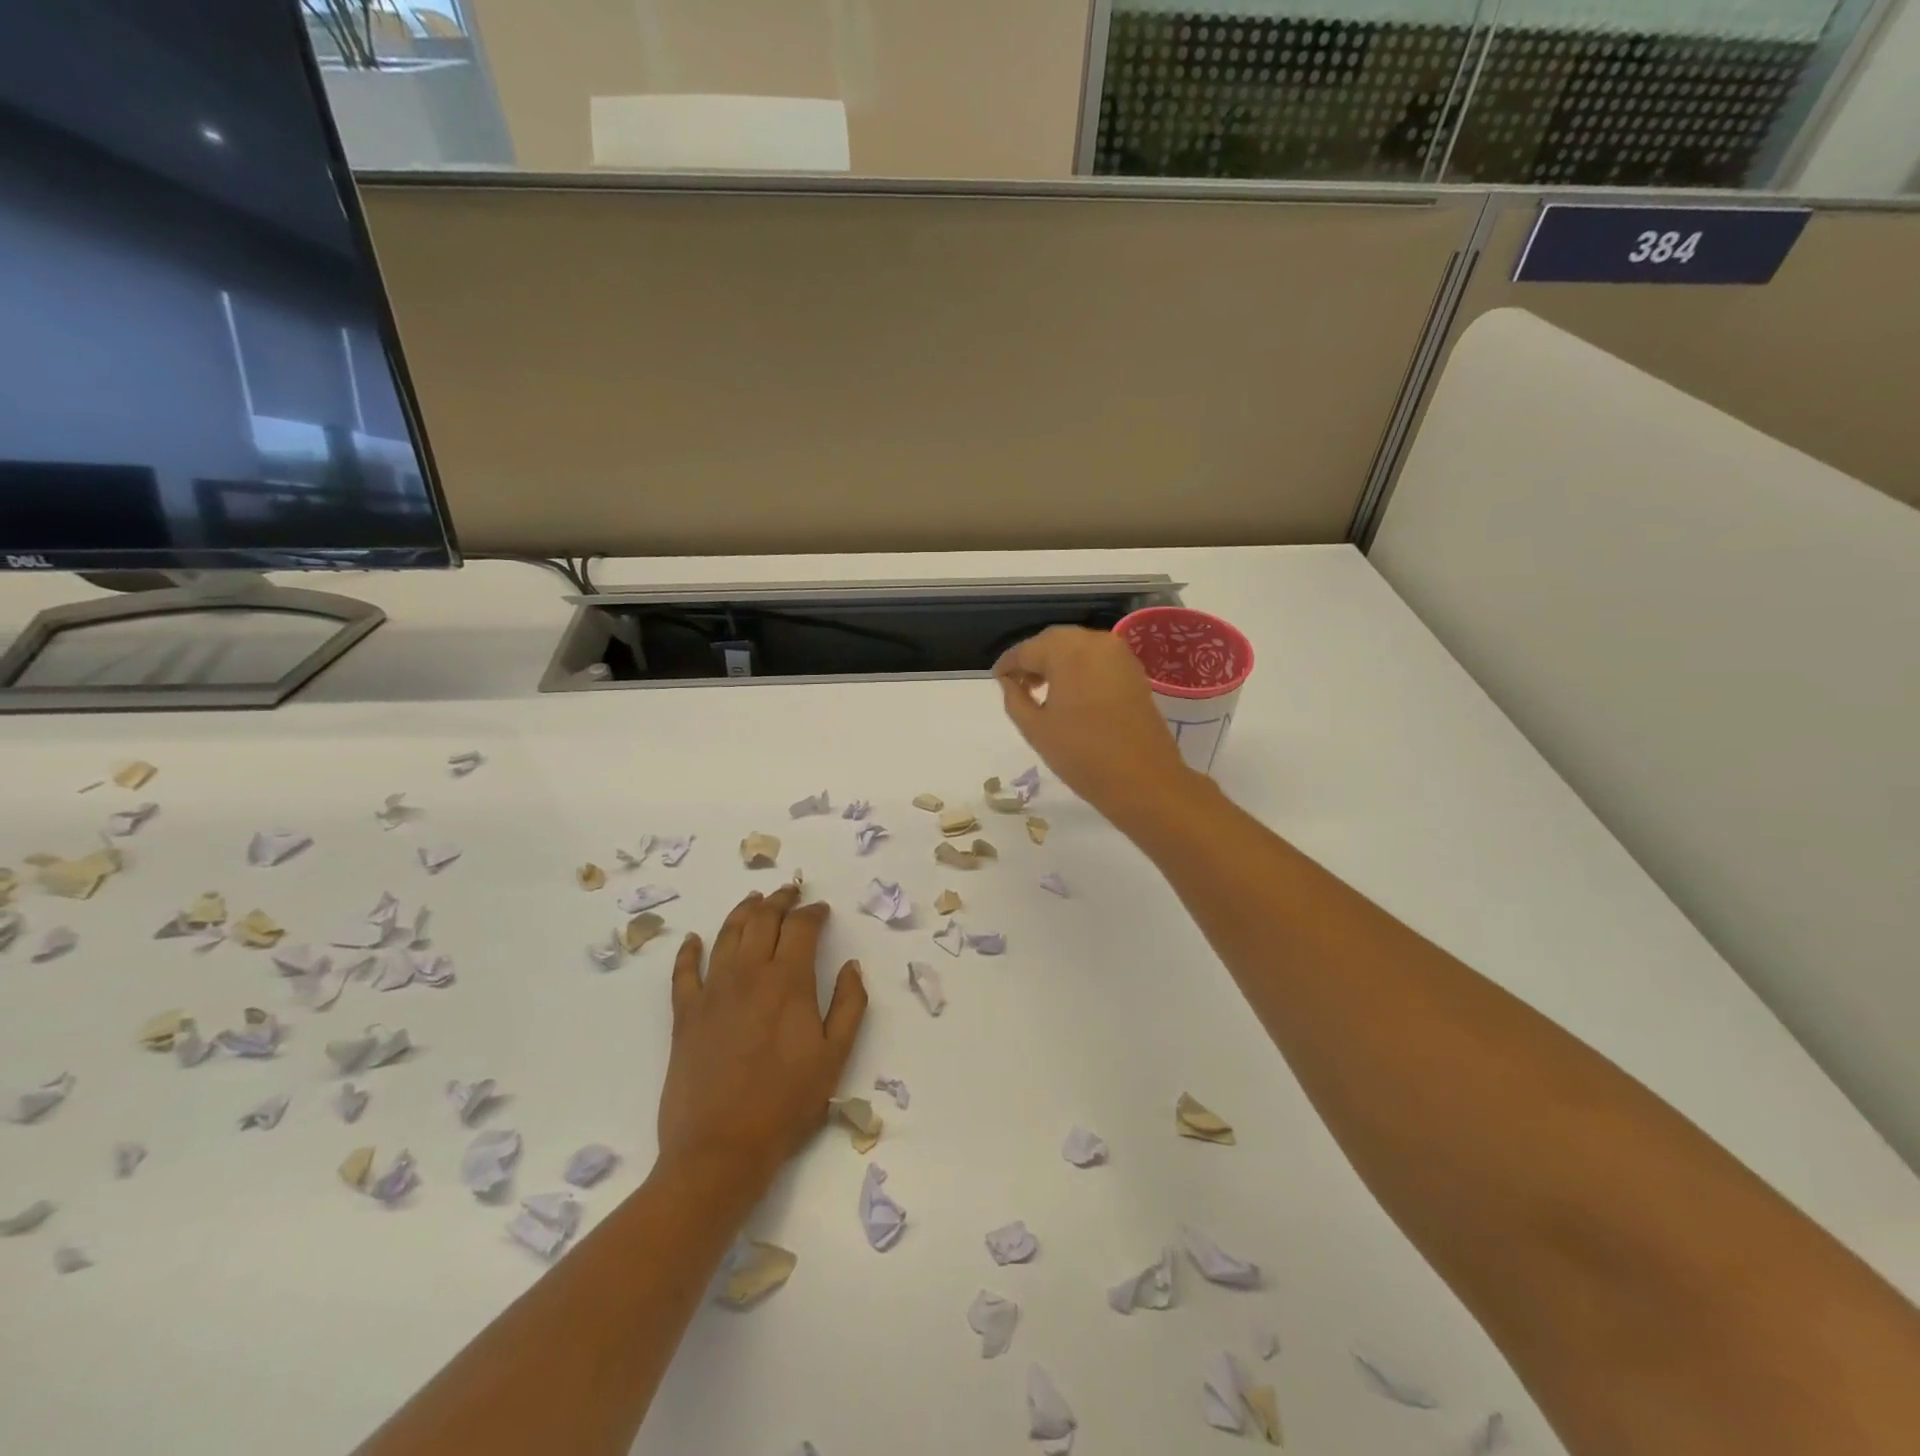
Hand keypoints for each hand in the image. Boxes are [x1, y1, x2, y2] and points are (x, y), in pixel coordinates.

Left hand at [657, 885, 866, 1198]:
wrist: (720, 1150)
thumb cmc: (786, 1105)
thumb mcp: (835, 1057)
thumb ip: (850, 1005)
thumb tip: (852, 965)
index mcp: (788, 981)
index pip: (801, 927)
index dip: (813, 912)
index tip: (821, 909)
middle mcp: (748, 974)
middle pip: (762, 920)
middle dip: (779, 900)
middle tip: (790, 892)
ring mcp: (712, 992)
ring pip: (726, 935)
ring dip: (742, 912)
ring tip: (753, 901)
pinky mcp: (685, 1015)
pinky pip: (684, 972)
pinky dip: (688, 951)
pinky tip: (693, 939)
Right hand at [994, 625, 1196, 823]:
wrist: (1143, 780)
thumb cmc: (1082, 755)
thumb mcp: (1035, 729)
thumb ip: (1014, 699)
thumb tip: (1008, 682)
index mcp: (1067, 651)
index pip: (1027, 649)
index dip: (1008, 664)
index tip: (996, 679)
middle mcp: (1095, 642)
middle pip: (1054, 641)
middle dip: (1033, 659)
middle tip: (1018, 684)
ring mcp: (1119, 655)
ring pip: (1078, 648)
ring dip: (1057, 663)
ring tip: (1042, 692)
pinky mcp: (1134, 671)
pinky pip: (1098, 659)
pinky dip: (1080, 669)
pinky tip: (1070, 694)